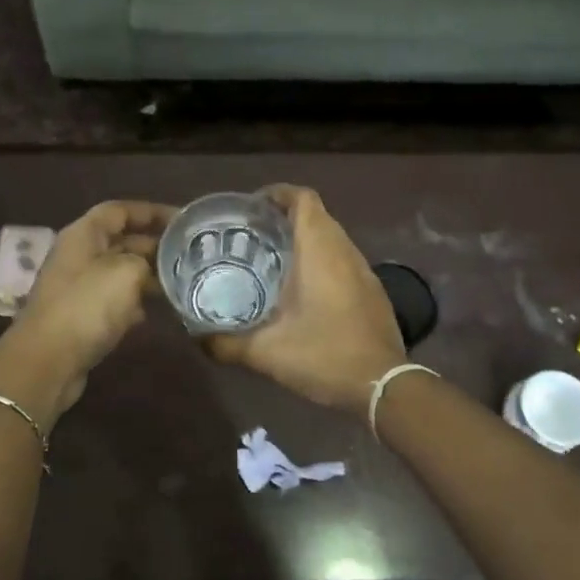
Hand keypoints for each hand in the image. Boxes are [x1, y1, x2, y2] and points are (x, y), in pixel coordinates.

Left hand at [0, 200, 174, 428]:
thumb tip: (151, 269)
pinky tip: (156, 311)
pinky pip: (114, 301)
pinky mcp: (81, 317)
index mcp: (84, 235)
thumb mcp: (126, 272)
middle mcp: (79, 256)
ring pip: (120, 273)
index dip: (151, 211)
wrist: (48, 361)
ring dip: (148, 276)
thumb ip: (145, 261)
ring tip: (181, 282)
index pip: (119, 210)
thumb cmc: (87, 307)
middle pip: (121, 241)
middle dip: (155, 246)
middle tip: (190, 255)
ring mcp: (78, 288)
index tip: (182, 221)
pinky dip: (135, 302)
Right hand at [204, 186, 404, 414]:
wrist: (383, 386)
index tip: (250, 208)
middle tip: (250, 236)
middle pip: (316, 215)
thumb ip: (225, 343)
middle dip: (284, 218)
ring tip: (270, 260)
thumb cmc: (324, 356)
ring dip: (304, 240)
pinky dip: (320, 262)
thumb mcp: (265, 353)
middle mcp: (345, 251)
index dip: (277, 193)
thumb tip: (196, 337)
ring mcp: (364, 271)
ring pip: (331, 239)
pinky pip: (342, 260)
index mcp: (320, 251)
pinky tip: (300, 290)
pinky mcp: (372, 291)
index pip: (302, 199)